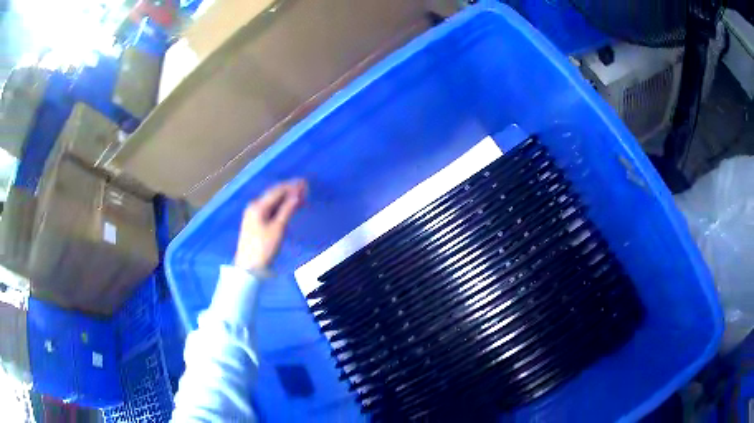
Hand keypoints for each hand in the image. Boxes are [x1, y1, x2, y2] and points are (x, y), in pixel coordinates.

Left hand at [234, 179, 306, 271]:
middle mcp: (254, 206)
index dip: (292, 186)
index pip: (277, 191)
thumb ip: (287, 210)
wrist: (248, 267)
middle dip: (289, 190)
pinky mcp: (254, 222)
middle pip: (274, 194)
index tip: (305, 183)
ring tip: (301, 197)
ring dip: (286, 199)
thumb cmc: (264, 248)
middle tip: (305, 189)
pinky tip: (289, 208)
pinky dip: (280, 207)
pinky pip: (269, 209)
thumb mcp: (278, 229)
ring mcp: (253, 214)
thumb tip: (296, 195)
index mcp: (258, 206)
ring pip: (272, 202)